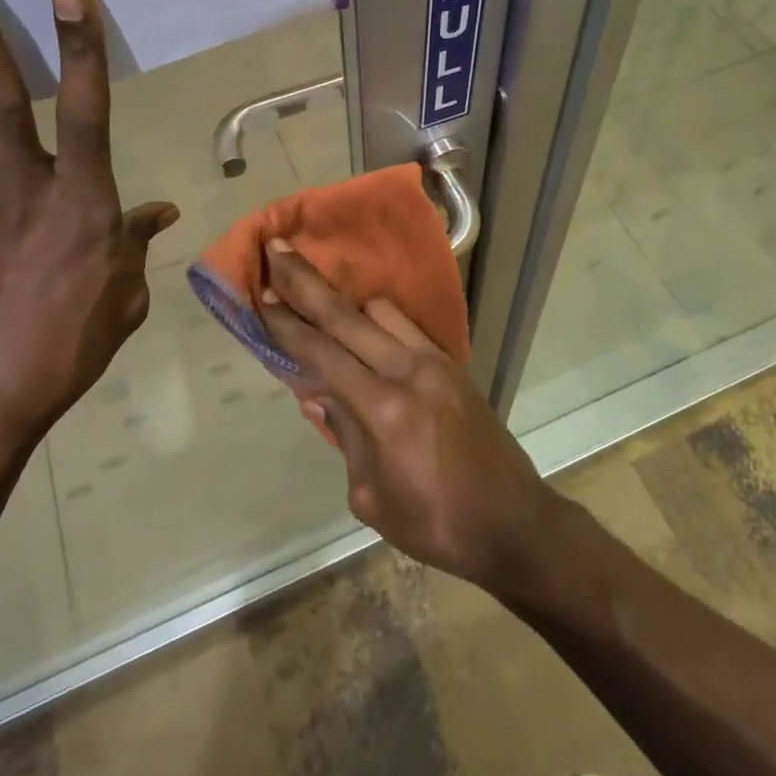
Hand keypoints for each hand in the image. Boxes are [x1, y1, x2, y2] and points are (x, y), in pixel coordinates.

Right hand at [258, 240, 562, 593]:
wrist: (512, 520)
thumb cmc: (436, 524)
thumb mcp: (372, 498)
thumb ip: (345, 436)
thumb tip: (319, 395)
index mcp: (385, 410)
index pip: (324, 355)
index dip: (289, 324)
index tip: (262, 295)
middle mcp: (410, 371)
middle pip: (347, 316)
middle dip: (307, 283)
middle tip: (277, 251)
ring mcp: (437, 361)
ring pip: (381, 311)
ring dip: (346, 304)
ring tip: (317, 300)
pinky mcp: (454, 363)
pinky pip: (407, 326)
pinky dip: (378, 321)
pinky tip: (364, 328)